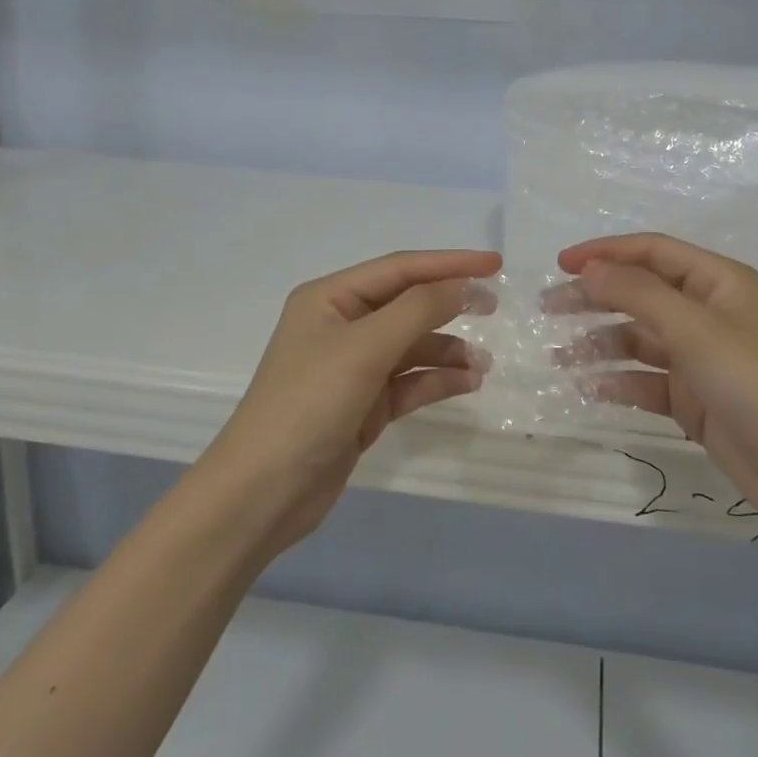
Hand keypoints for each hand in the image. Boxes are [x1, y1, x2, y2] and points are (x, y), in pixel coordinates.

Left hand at [202, 249, 499, 556]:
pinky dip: (437, 380)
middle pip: (407, 304)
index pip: (399, 268)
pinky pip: (409, 381)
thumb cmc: (309, 404)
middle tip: (494, 307)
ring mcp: (352, 367)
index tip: (495, 265)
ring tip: (483, 364)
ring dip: (447, 350)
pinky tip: (468, 384)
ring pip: (411, 346)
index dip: (449, 263)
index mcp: (330, 298)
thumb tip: (462, 285)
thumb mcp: (364, 348)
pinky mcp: (363, 404)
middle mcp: (341, 325)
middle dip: (449, 304)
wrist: (263, 493)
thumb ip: (417, 310)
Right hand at [555, 234, 757, 532]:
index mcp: (716, 281)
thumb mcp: (694, 328)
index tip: (560, 264)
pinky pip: (645, 380)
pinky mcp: (693, 398)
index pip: (651, 251)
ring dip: (599, 344)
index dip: (605, 252)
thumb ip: (637, 293)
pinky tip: (587, 389)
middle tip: (548, 308)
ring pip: (637, 339)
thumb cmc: (753, 382)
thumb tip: (589, 269)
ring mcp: (699, 357)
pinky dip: (618, 382)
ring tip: (558, 357)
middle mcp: (706, 312)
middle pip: (639, 293)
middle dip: (594, 298)